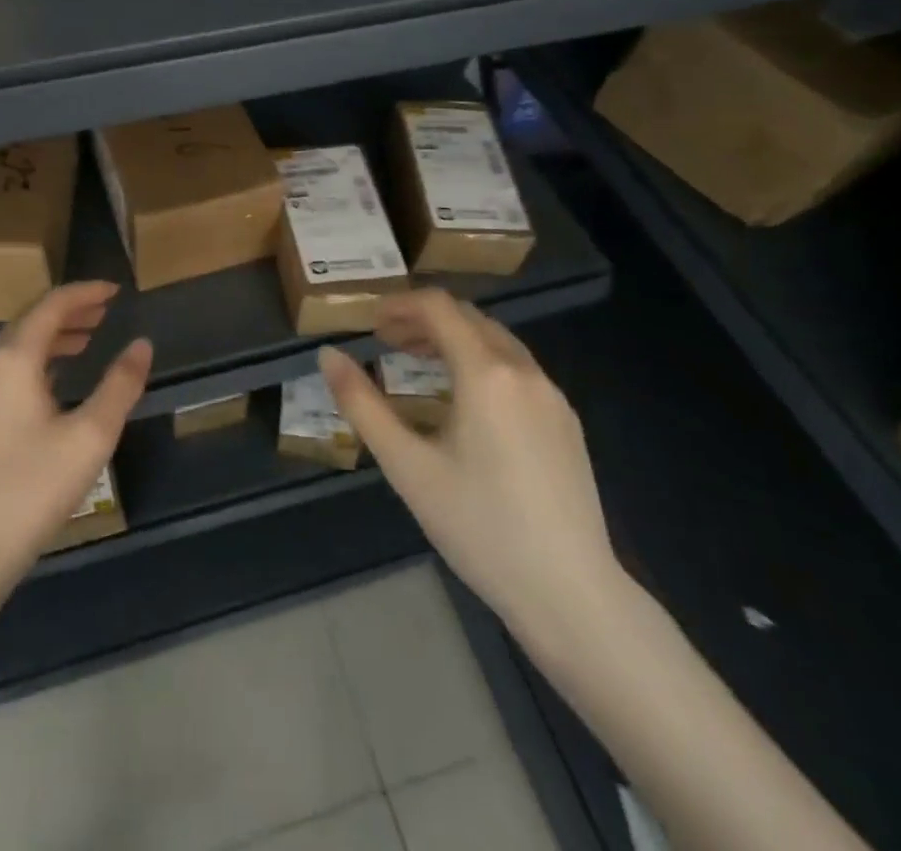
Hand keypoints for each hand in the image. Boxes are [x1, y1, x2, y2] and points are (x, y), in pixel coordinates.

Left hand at [0, 282, 152, 597]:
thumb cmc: (32, 488)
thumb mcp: (90, 436)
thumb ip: (120, 385)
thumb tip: (142, 344)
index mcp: (13, 359)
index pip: (51, 306)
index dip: (85, 292)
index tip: (115, 289)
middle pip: (31, 320)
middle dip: (69, 311)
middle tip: (105, 311)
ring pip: (18, 346)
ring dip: (54, 335)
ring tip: (89, 338)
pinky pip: (10, 369)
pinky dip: (40, 360)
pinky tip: (59, 379)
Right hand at [319, 289, 619, 641]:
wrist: (572, 595)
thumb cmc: (480, 527)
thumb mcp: (407, 466)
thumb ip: (362, 404)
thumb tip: (328, 355)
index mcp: (486, 373)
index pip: (439, 307)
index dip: (400, 305)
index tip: (370, 322)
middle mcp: (524, 371)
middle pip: (468, 317)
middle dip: (423, 319)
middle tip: (386, 340)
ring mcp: (552, 396)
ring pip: (496, 341)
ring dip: (453, 338)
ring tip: (417, 362)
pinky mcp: (567, 423)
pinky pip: (517, 369)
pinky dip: (481, 361)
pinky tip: (464, 400)